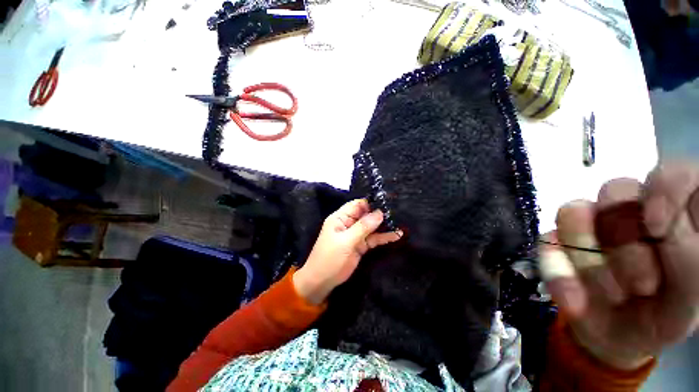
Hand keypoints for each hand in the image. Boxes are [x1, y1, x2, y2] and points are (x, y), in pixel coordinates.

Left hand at [293, 199, 402, 304]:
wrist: (323, 281)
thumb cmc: (330, 258)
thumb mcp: (345, 241)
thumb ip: (363, 227)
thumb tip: (380, 213)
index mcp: (341, 218)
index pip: (357, 205)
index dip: (371, 203)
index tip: (386, 202)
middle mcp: (349, 223)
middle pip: (366, 214)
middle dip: (380, 213)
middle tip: (398, 211)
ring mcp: (356, 234)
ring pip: (372, 226)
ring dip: (384, 225)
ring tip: (401, 222)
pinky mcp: (361, 245)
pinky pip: (374, 238)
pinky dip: (384, 237)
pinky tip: (397, 235)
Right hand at [541, 162, 698, 369]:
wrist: (619, 337)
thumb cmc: (667, 315)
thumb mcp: (691, 300)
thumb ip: (690, 261)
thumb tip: (662, 224)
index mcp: (671, 213)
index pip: (673, 172)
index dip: (664, 188)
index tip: (658, 228)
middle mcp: (630, 210)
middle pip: (615, 190)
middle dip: (625, 241)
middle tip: (643, 284)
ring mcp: (588, 224)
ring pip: (572, 212)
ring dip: (590, 260)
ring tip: (612, 295)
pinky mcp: (556, 242)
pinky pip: (545, 244)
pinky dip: (560, 274)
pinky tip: (575, 301)